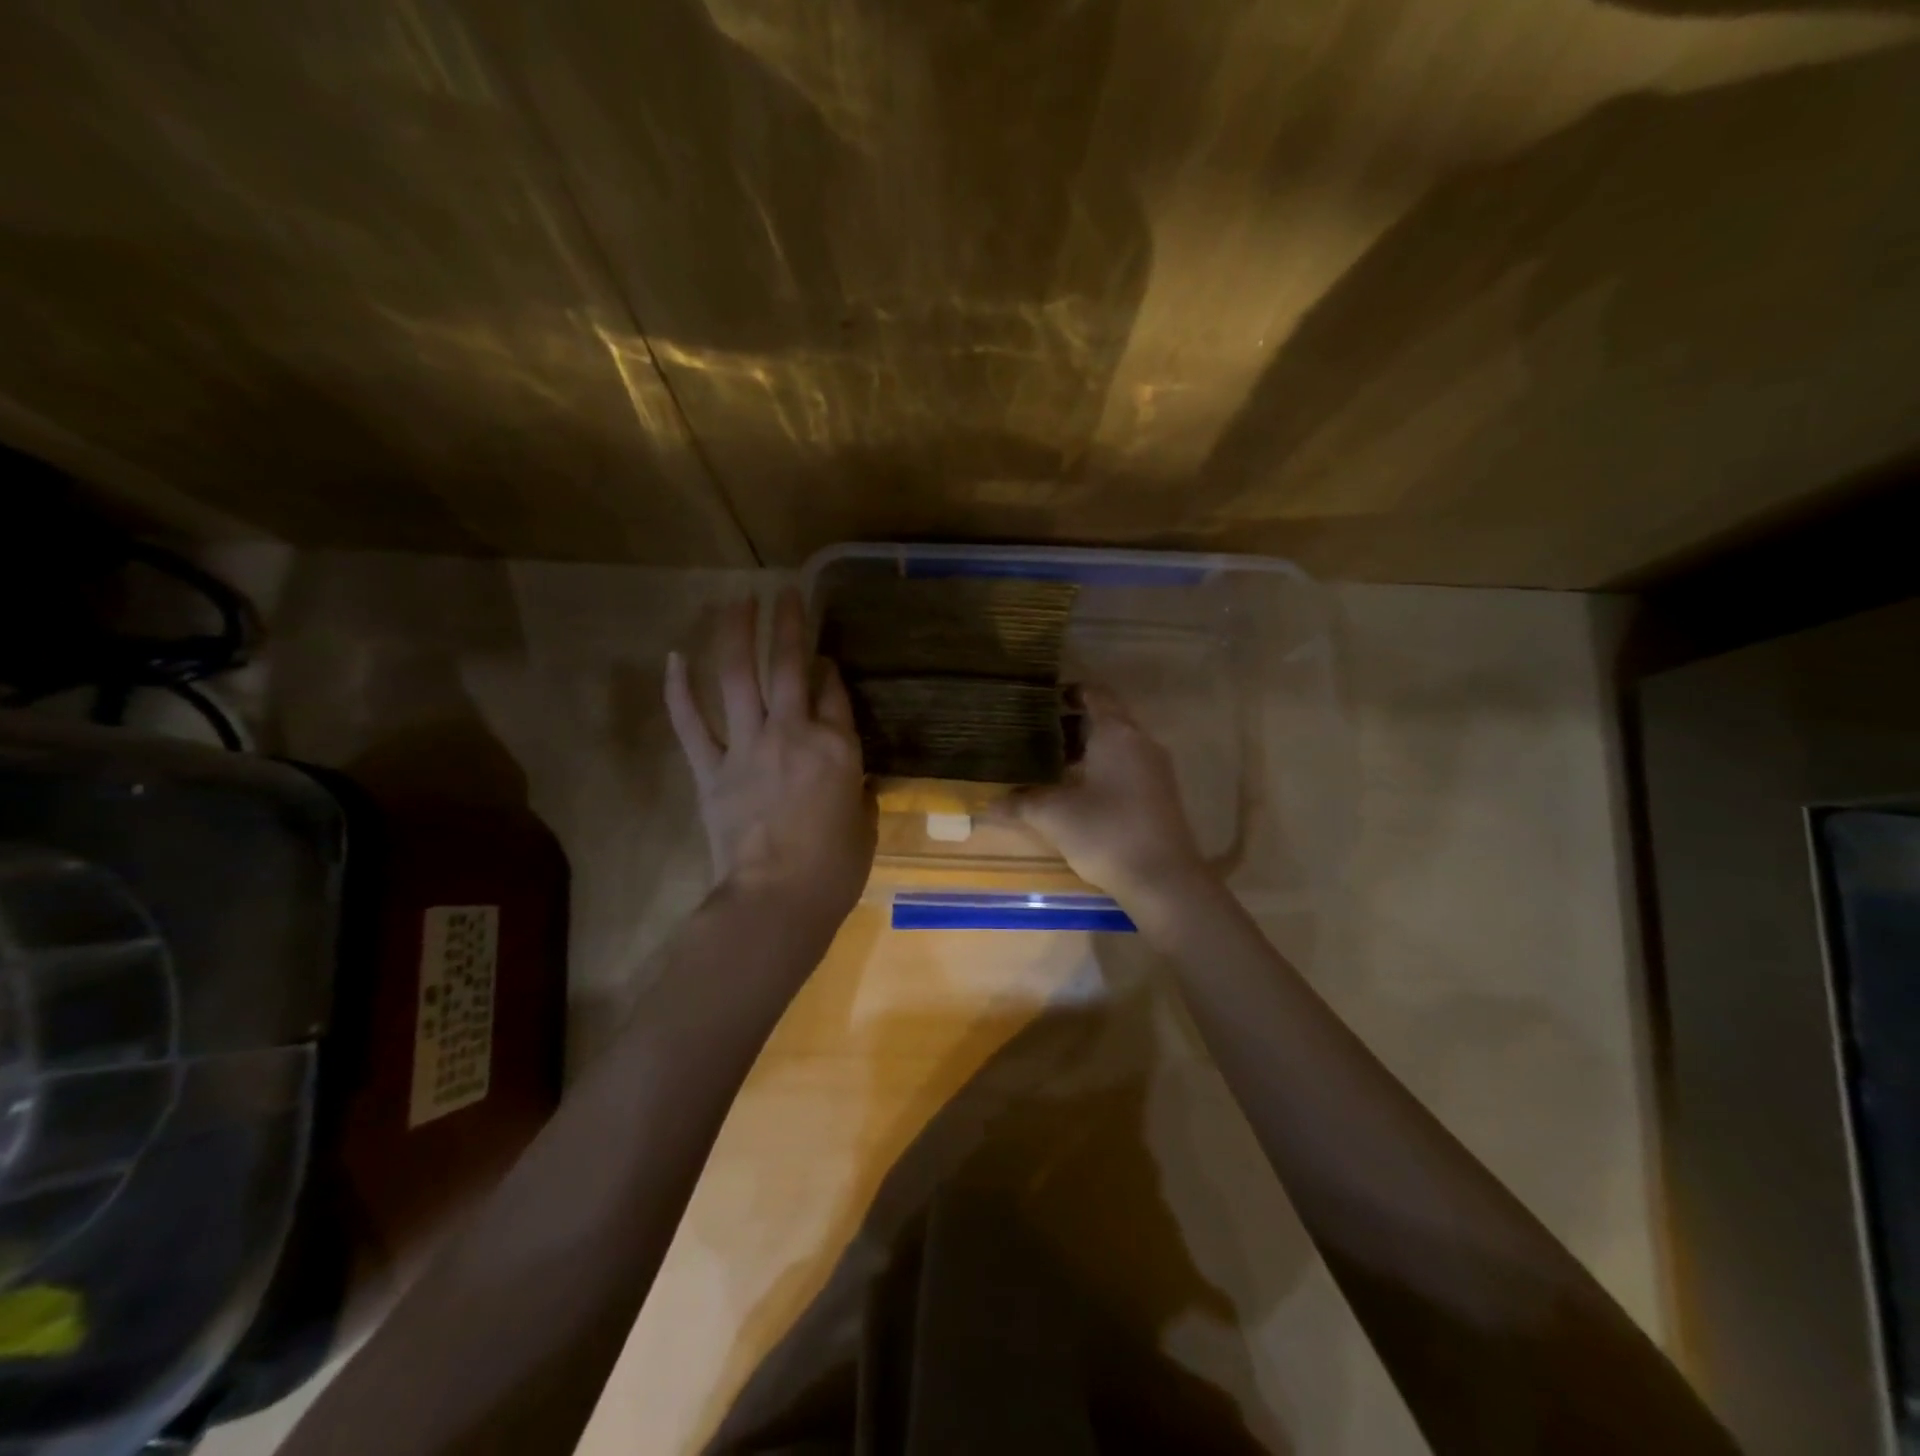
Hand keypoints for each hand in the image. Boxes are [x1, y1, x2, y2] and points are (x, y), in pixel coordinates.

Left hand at [665, 590, 875, 929]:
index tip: (824, 655)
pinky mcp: (710, 769)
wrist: (776, 900)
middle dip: (788, 624)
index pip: (834, 692)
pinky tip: (674, 657)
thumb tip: (848, 774)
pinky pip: (691, 722)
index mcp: (837, 748)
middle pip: (788, 666)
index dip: (829, 668)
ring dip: (736, 634)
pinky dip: (679, 689)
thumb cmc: (834, 871)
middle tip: (786, 592)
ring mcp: (747, 747)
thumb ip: (857, 788)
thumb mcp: (864, 824)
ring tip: (737, 601)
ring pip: (738, 678)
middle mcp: (792, 733)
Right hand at [1001, 686, 1211, 908]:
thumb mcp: (1054, 816)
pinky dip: (1103, 768)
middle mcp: (1140, 741)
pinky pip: (1128, 766)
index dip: (1068, 692)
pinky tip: (1079, 791)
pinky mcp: (1160, 794)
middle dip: (1072, 724)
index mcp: (1117, 733)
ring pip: (1118, 744)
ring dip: (1088, 749)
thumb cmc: (1106, 832)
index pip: (1094, 694)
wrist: (1163, 879)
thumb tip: (988, 803)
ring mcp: (1156, 768)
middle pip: (1106, 718)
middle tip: (1035, 734)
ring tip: (1051, 764)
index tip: (1040, 701)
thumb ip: (1020, 803)